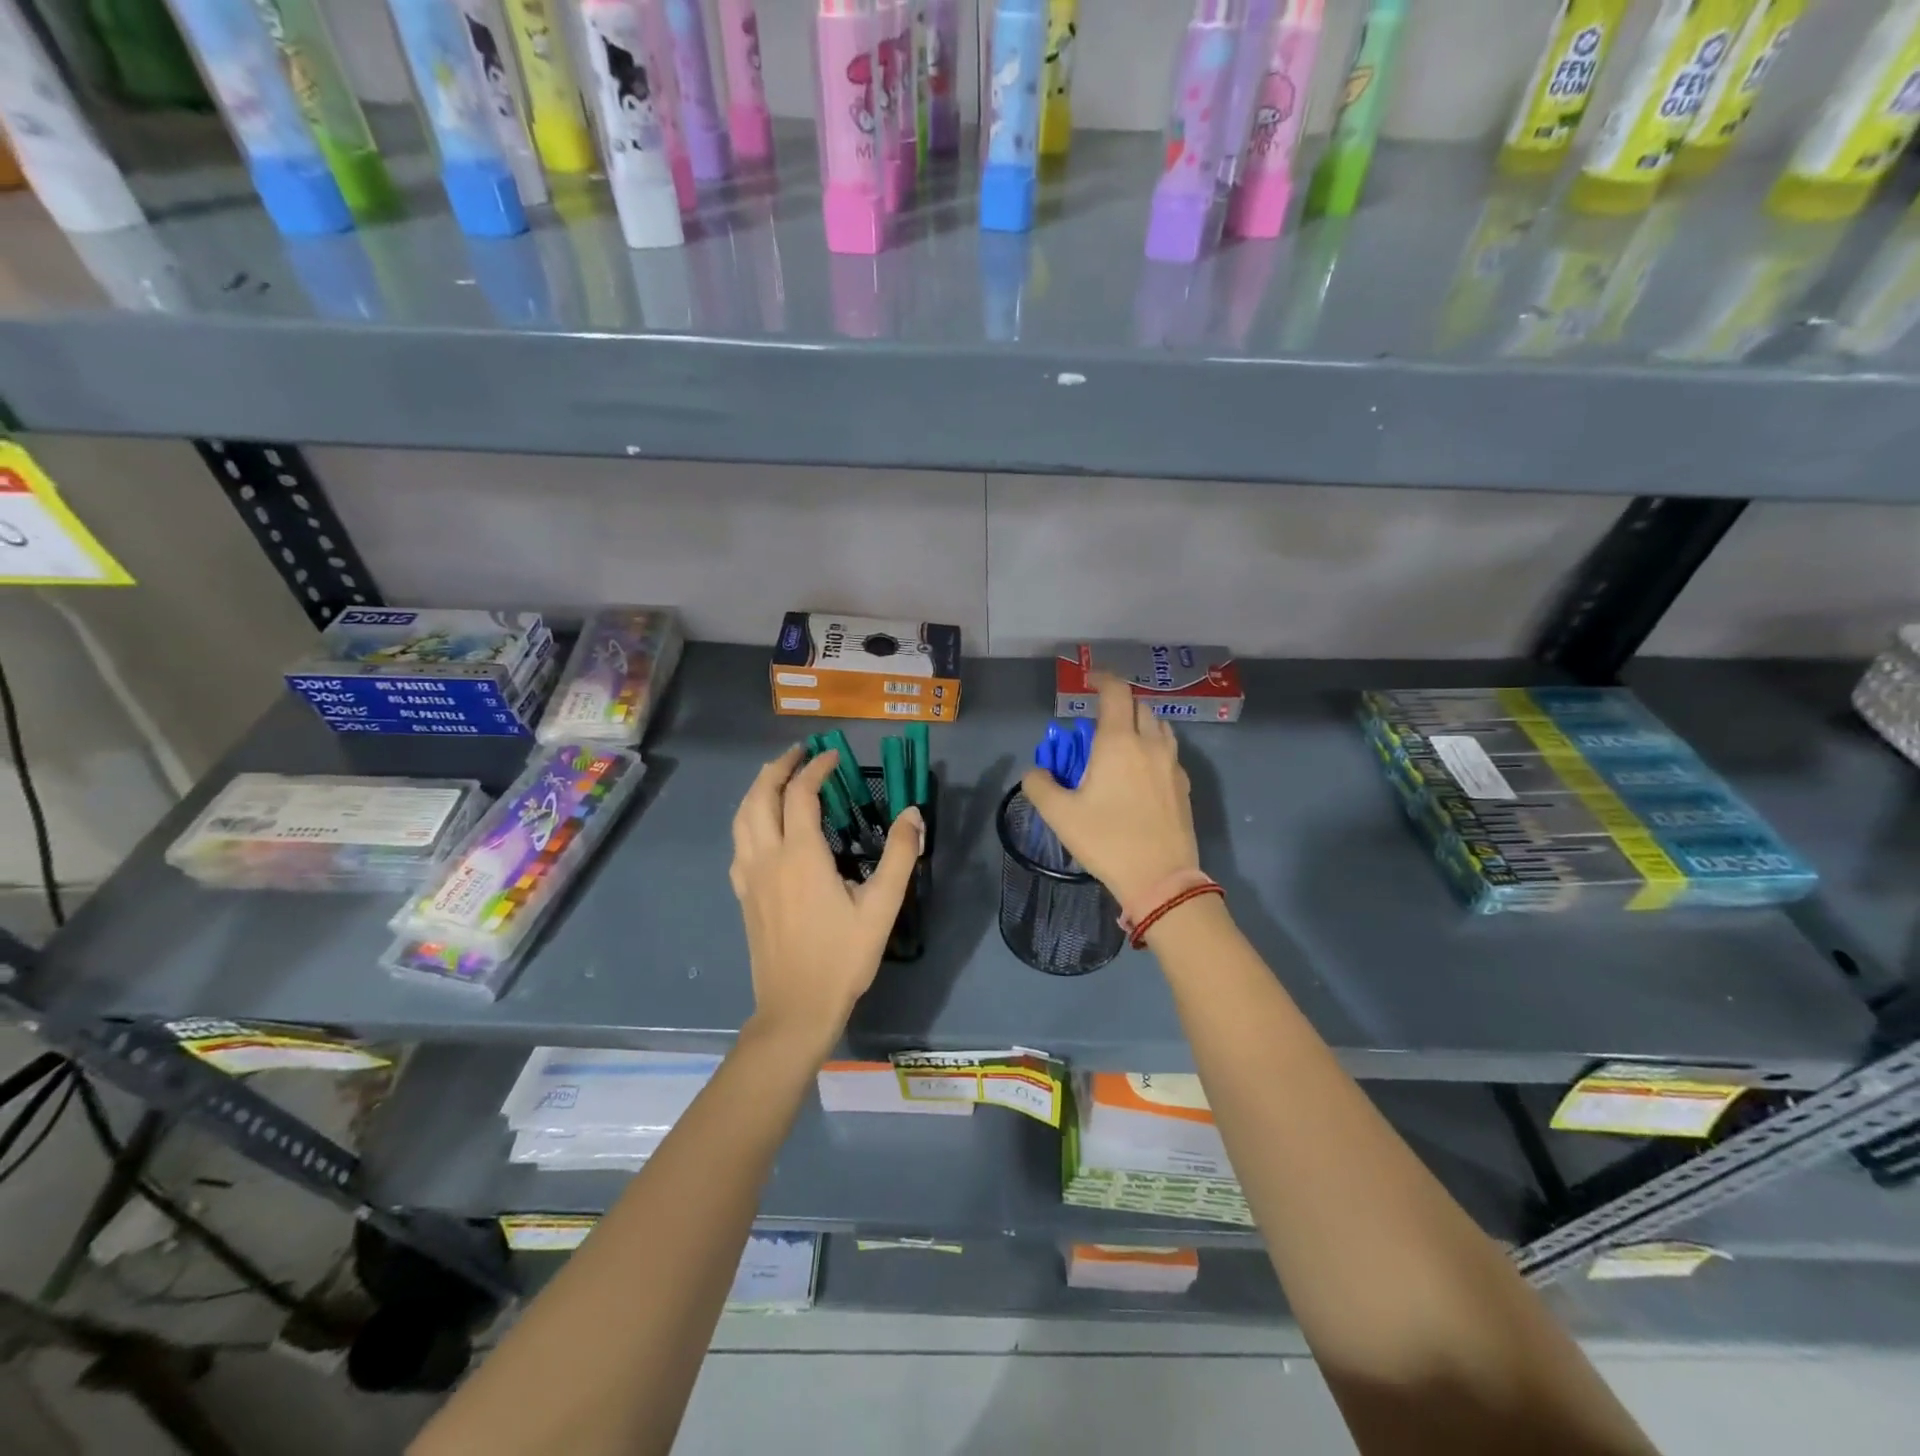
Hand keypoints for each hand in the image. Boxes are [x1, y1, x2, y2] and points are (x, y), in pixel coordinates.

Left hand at [730, 746, 924, 1056]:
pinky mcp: (744, 895)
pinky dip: (748, 819)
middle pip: (761, 796)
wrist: (796, 1008)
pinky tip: (763, 826)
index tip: (834, 756)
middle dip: (778, 768)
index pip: (800, 794)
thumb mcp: (881, 907)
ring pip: (742, 817)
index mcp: (801, 856)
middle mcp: (768, 857)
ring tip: (778, 777)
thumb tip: (912, 813)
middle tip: (801, 753)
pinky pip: (738, 843)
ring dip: (758, 789)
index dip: (816, 769)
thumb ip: (899, 856)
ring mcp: (750, 877)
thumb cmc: (842, 958)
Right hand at [1020, 673, 1200, 910]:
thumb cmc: (1107, 841)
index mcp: (1119, 742)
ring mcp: (1172, 764)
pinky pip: (1169, 752)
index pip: (1115, 692)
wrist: (1160, 878)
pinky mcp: (1184, 785)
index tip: (1089, 680)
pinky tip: (1141, 771)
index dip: (1102, 678)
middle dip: (1119, 703)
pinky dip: (1154, 747)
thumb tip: (1036, 772)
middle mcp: (1150, 744)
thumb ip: (1039, 785)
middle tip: (1099, 718)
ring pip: (1160, 726)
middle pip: (1139, 705)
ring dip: (1140, 723)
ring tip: (1122, 740)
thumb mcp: (1060, 815)